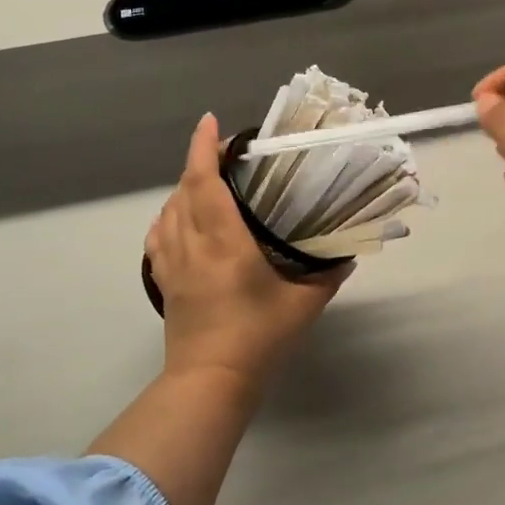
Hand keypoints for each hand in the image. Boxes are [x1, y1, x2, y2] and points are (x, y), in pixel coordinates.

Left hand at [147, 114, 348, 389]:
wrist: (210, 381)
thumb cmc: (259, 339)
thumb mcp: (304, 305)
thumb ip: (327, 275)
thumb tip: (347, 255)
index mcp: (224, 242)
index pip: (205, 183)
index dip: (204, 148)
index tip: (210, 122)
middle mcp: (192, 245)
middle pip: (184, 190)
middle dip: (198, 161)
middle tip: (223, 150)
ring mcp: (171, 264)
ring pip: (168, 210)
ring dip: (183, 188)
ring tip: (207, 181)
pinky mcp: (163, 282)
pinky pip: (158, 236)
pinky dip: (168, 216)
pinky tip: (180, 220)